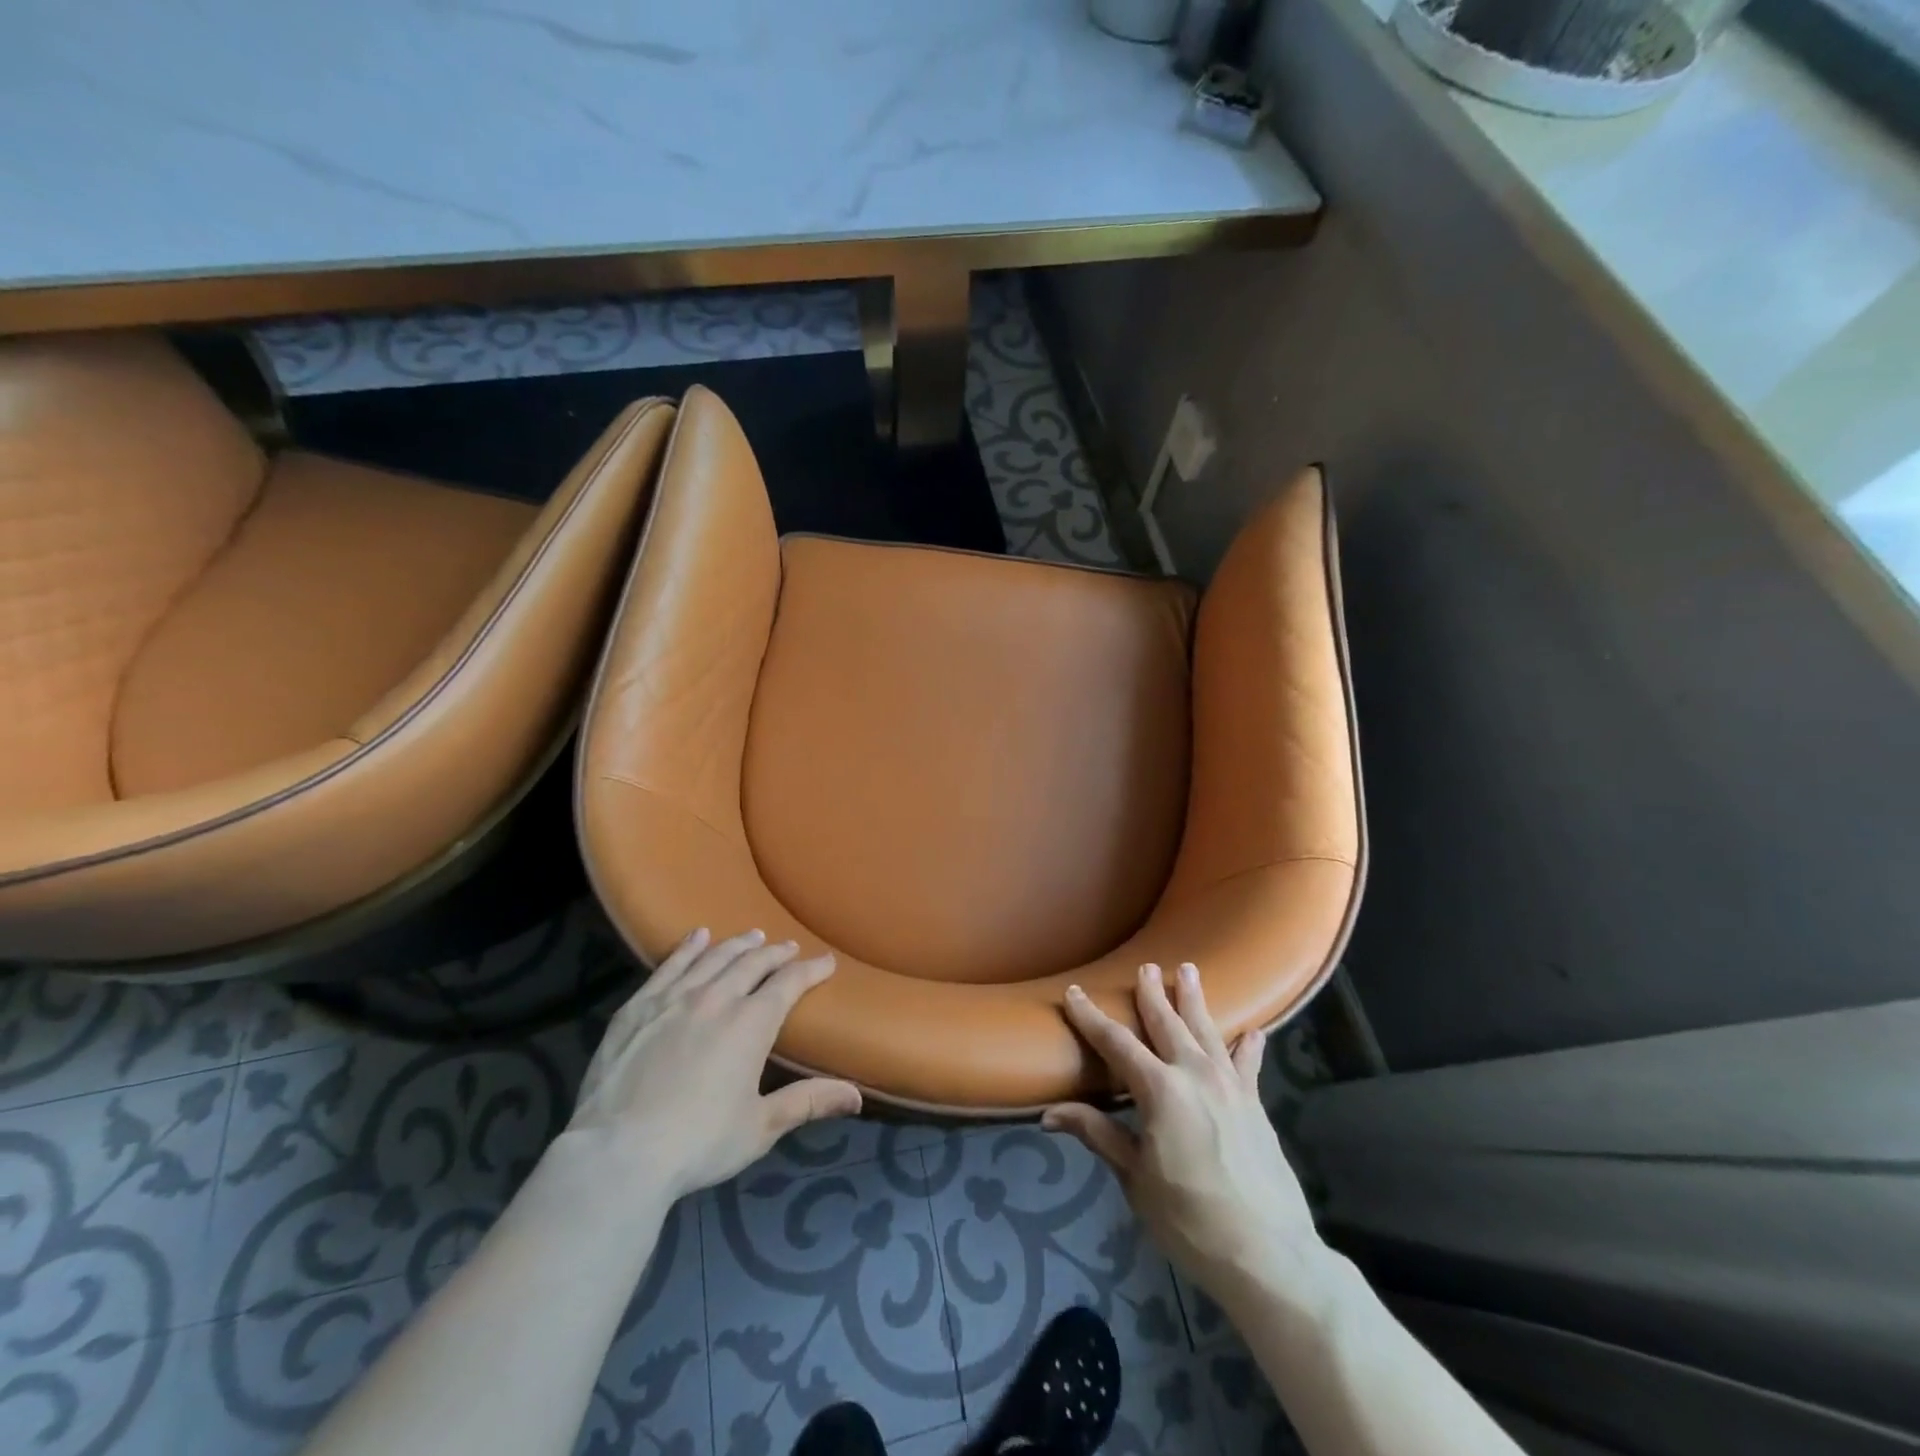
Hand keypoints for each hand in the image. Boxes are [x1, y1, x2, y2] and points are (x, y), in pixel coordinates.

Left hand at [567, 928, 860, 1203]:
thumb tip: (857, 1096)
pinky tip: (697, 937)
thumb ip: (808, 1102)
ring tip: (752, 936)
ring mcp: (674, 999)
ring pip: (713, 958)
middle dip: (775, 953)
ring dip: (737, 944)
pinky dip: (688, 948)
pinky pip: (669, 966)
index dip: (811, 969)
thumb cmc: (698, 1142)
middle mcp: (717, 998)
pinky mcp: (638, 1007)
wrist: (618, 1153)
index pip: (789, 983)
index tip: (826, 962)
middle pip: (752, 963)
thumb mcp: (761, 1127)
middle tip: (788, 947)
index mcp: (751, 1023)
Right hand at [1044, 964, 1325, 1301]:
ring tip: (1189, 970)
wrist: (1268, 1256)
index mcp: (1160, 1090)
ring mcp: (1230, 1087)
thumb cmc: (1190, 1219)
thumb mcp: (1135, 1179)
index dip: (1091, 1017)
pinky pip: (1249, 1065)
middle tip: (1146, 966)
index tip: (1074, 992)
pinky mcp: (1255, 1105)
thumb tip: (1049, 1114)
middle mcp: (1195, 1074)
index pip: (1116, 1043)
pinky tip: (1253, 1031)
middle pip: (1168, 1023)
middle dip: (1153, 993)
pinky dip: (1249, 1046)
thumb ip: (1098, 1135)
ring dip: (1195, 1000)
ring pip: (1208, 1031)